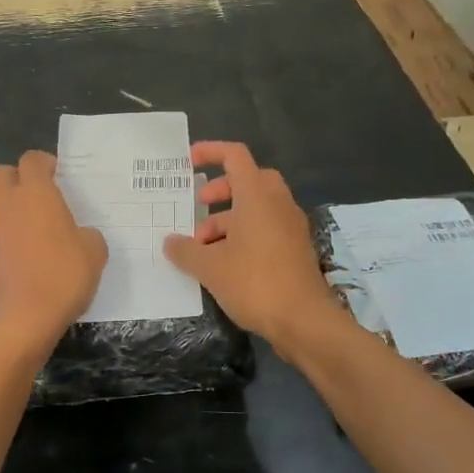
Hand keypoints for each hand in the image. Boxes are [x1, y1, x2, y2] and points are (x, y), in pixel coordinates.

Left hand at [0, 151, 106, 358]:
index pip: (31, 159)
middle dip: (21, 177)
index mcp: (35, 193)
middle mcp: (8, 204)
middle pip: (4, 174)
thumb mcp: (94, 252)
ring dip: (15, 205)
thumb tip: (79, 235)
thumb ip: (88, 234)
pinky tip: (32, 249)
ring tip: (41, 223)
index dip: (45, 163)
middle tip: (44, 193)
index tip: (60, 174)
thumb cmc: (63, 276)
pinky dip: (12, 231)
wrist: (24, 319)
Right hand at [164, 141, 339, 355]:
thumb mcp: (210, 267)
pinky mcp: (295, 249)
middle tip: (199, 206)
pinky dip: (244, 234)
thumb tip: (169, 242)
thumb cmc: (254, 283)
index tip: (188, 162)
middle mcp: (278, 204)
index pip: (235, 156)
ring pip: (257, 207)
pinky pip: (266, 228)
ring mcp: (290, 227)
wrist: (304, 320)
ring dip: (228, 218)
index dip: (211, 152)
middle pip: (249, 180)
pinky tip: (224, 262)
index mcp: (257, 196)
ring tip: (202, 246)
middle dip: (221, 189)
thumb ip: (185, 251)